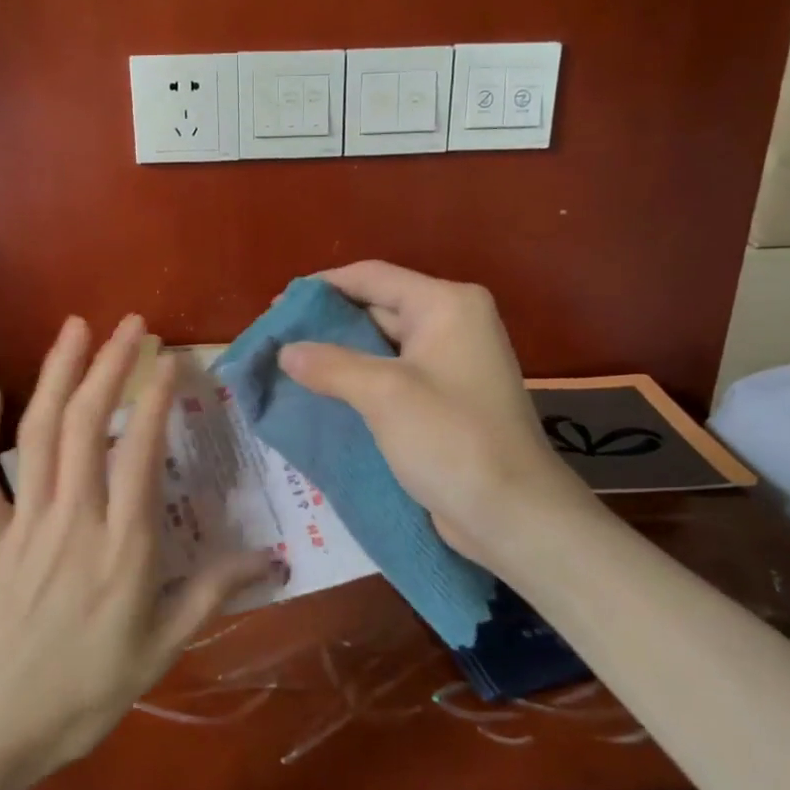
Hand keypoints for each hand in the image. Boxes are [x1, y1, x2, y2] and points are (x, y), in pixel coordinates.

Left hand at [0, 314, 274, 789]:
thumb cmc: (81, 695)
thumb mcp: (160, 652)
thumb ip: (212, 596)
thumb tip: (271, 559)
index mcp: (121, 546)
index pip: (141, 452)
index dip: (156, 397)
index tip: (172, 359)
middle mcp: (72, 518)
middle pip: (87, 424)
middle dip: (110, 365)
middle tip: (131, 324)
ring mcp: (22, 523)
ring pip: (37, 434)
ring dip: (57, 374)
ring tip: (75, 328)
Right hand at [278, 261, 600, 576]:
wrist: (512, 512)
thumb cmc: (451, 439)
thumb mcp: (383, 394)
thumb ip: (330, 365)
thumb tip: (285, 350)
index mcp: (446, 304)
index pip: (372, 277)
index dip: (322, 287)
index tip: (278, 306)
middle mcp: (452, 322)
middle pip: (378, 306)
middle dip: (328, 323)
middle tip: (278, 340)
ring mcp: (451, 361)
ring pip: (382, 344)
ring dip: (340, 354)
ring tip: (291, 366)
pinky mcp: (445, 397)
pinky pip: (393, 375)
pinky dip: (359, 379)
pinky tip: (324, 392)